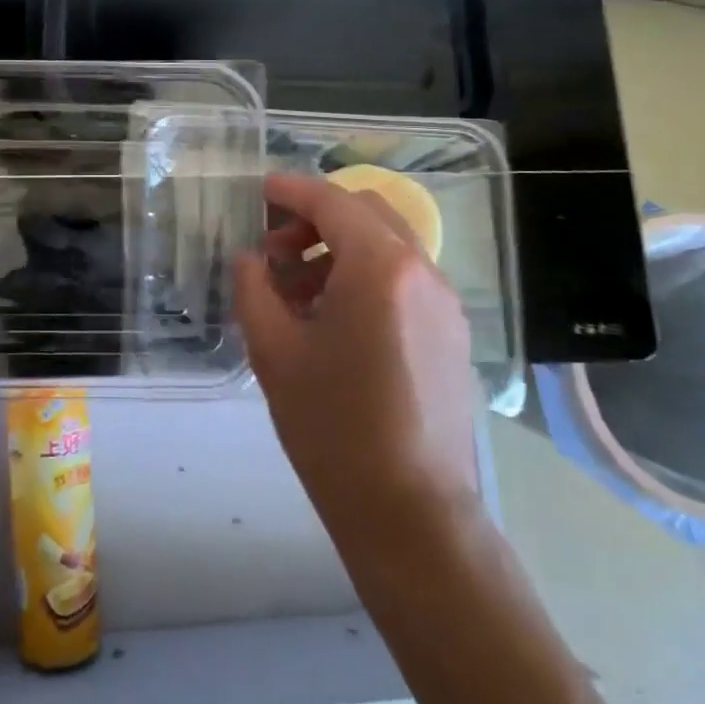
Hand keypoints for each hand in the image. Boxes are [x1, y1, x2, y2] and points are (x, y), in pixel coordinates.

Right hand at [235, 174, 476, 550]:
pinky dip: (365, 275)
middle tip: (275, 249)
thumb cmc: (331, 426)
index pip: (332, 201)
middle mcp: (422, 271)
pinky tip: (334, 319)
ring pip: (388, 245)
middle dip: (316, 217)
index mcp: (379, 267)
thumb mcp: (273, 350)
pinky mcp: (452, 333)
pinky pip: (404, 279)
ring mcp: (444, 303)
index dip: (291, 190)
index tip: (259, 191)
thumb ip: (254, 288)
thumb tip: (252, 259)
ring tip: (297, 290)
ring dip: (340, 247)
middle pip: (366, 213)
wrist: (410, 512)